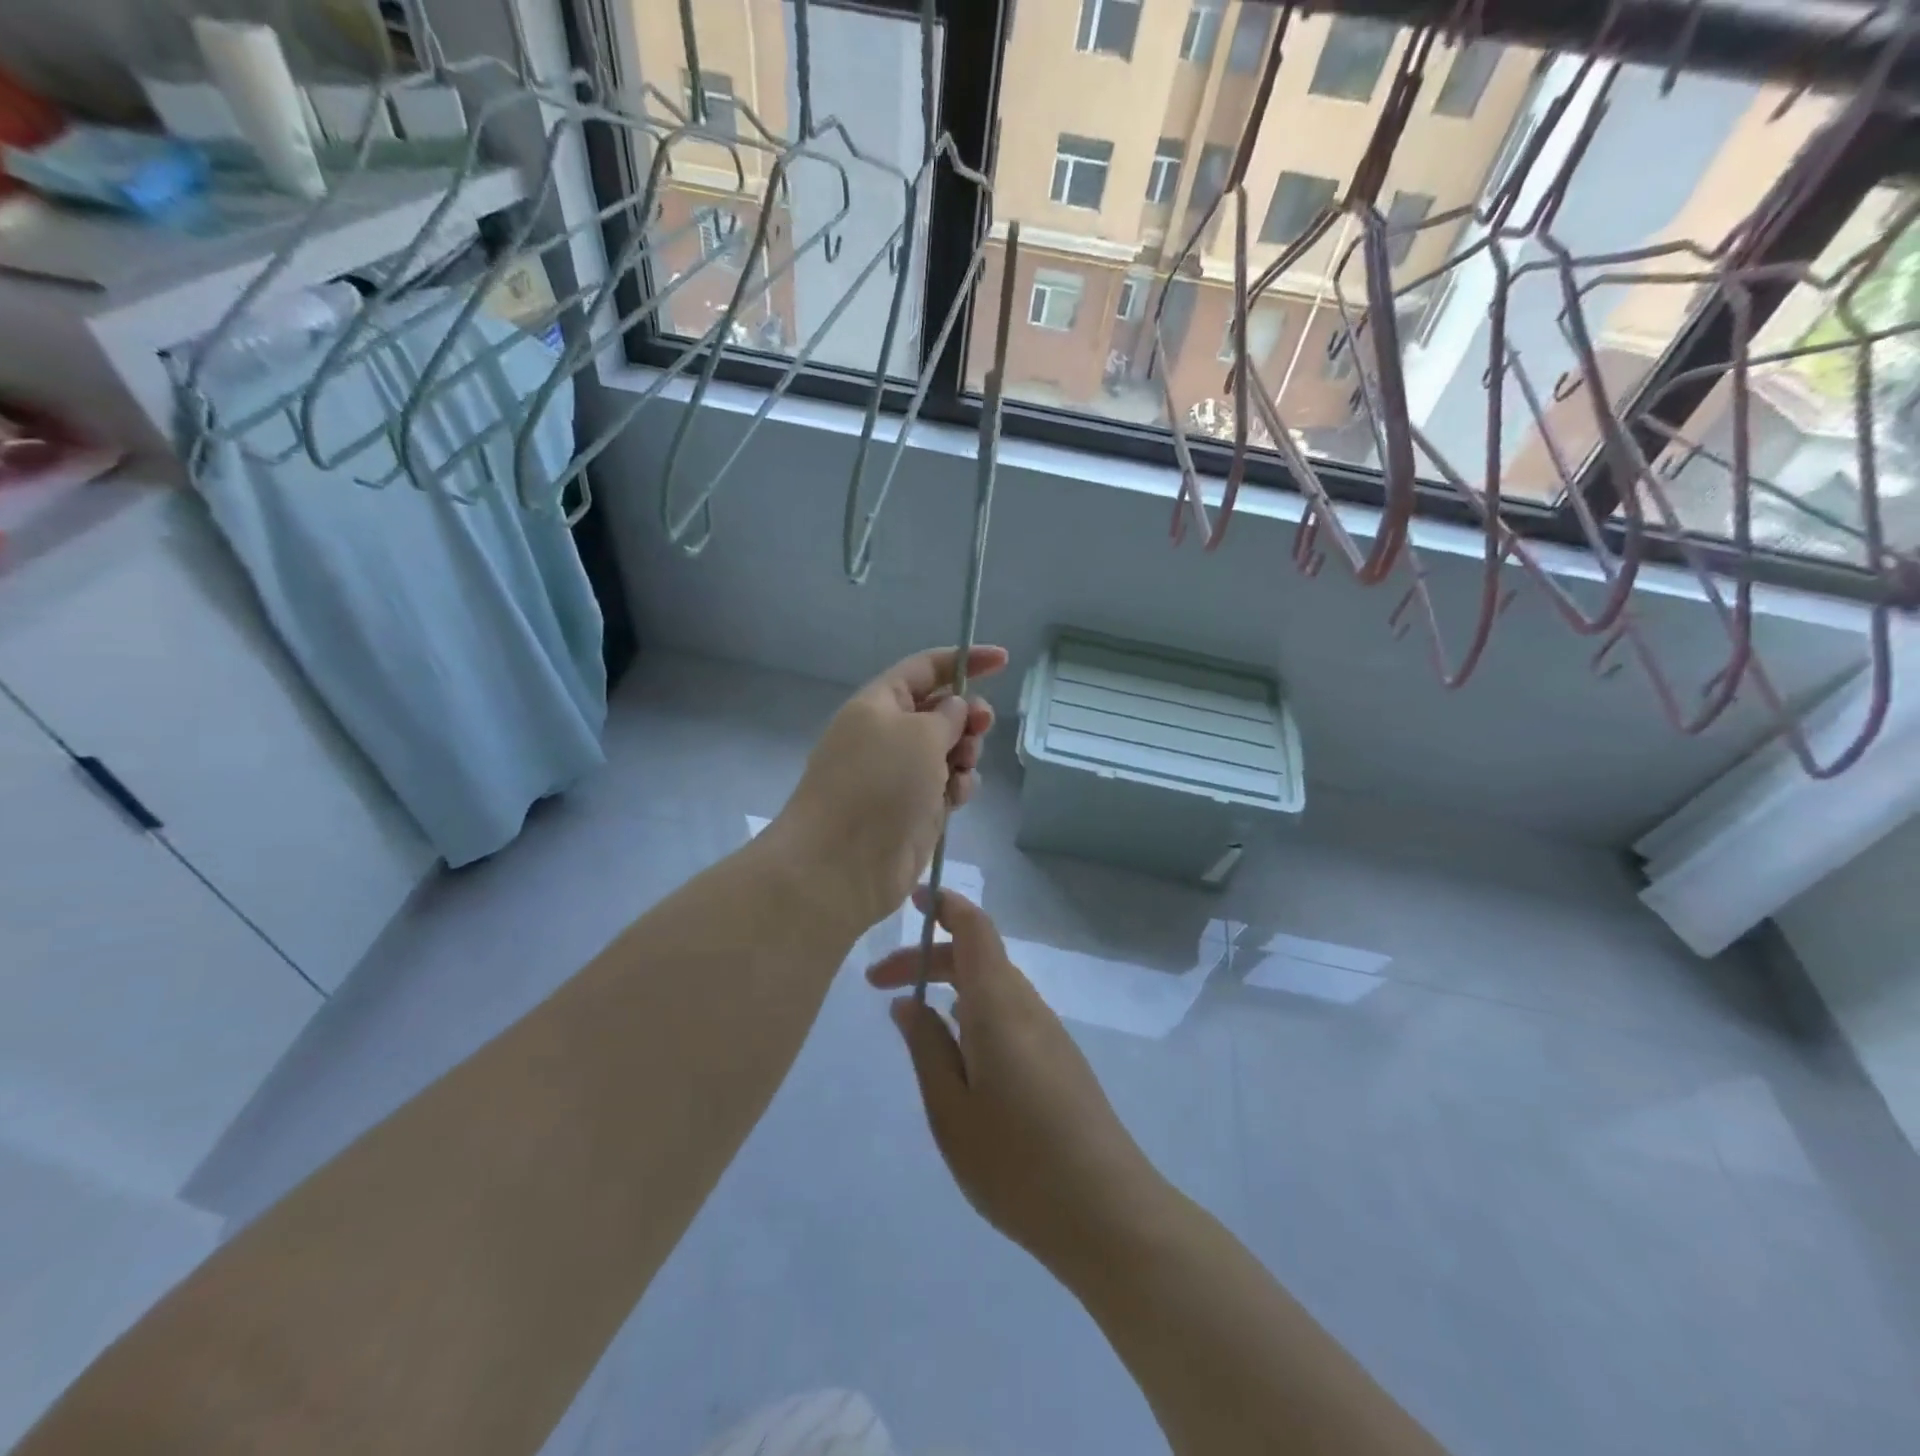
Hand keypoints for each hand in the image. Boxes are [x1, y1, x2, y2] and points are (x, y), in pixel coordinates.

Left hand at [772, 645, 1006, 935]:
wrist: (842, 862)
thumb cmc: (878, 783)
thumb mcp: (918, 733)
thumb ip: (946, 714)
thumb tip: (954, 709)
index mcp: (879, 704)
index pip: (924, 668)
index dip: (963, 660)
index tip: (1003, 660)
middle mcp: (888, 735)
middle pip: (940, 710)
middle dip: (967, 715)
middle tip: (981, 725)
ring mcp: (900, 775)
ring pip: (949, 750)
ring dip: (965, 754)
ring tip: (960, 768)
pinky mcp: (914, 810)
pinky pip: (948, 786)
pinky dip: (958, 787)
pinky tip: (955, 798)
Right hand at [867, 890, 1160, 1273]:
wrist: (1107, 1212)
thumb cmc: (1017, 1162)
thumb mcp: (951, 1110)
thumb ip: (926, 1048)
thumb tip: (907, 1002)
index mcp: (1000, 1006)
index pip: (975, 928)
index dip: (945, 905)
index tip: (912, 899)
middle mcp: (1027, 1006)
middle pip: (977, 957)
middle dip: (928, 957)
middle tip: (879, 985)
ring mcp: (1048, 1032)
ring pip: (993, 986)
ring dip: (950, 986)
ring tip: (911, 1021)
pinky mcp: (1058, 1059)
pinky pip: (1008, 1012)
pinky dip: (973, 1011)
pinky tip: (956, 1052)